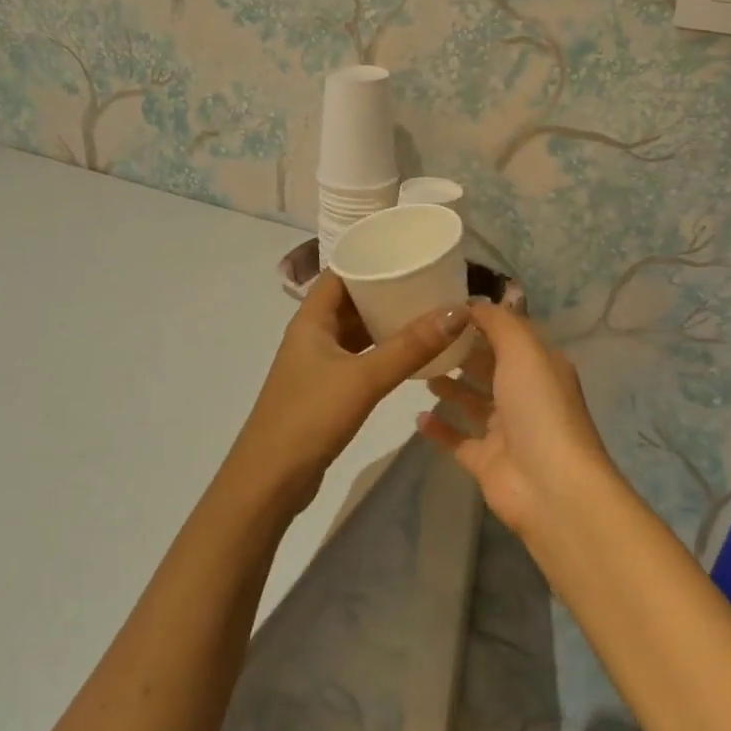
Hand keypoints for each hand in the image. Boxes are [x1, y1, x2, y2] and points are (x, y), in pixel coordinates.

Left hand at [227, 272, 468, 512]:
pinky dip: (381, 350)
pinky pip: (358, 356)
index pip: (341, 273)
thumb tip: (459, 310)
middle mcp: (312, 334)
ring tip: (427, 312)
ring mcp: (318, 363)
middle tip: (429, 282)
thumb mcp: (364, 378)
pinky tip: (409, 353)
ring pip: (355, 331)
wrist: (271, 478)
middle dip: (386, 290)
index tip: (409, 252)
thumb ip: (410, 346)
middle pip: (351, 300)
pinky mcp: (325, 389)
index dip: (371, 258)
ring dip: (385, 322)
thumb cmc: (311, 417)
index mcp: (311, 319)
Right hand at [419, 302, 620, 538]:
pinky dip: (440, 429)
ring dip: (451, 386)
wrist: (550, 485)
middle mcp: (525, 395)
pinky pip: (458, 440)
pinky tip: (417, 417)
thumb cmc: (538, 407)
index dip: (482, 321)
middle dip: (463, 352)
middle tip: (425, 338)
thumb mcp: (523, 350)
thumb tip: (473, 304)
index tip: (445, 308)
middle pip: (490, 367)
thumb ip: (498, 323)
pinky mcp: (486, 461)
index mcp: (540, 367)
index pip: (510, 335)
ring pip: (474, 402)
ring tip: (420, 371)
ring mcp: (505, 431)